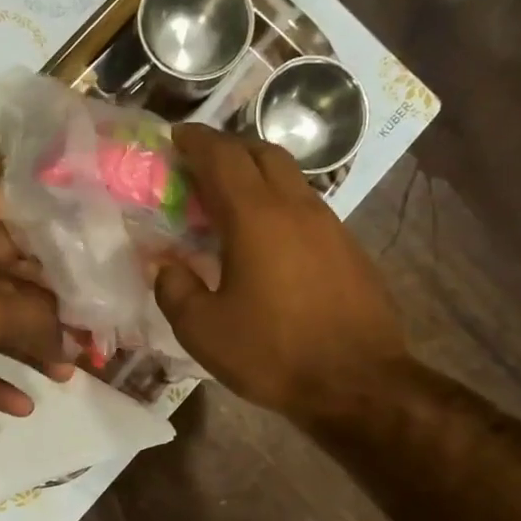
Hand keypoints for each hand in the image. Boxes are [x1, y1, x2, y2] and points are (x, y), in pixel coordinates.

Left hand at [0, 223, 72, 467]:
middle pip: (18, 292)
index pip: (15, 239)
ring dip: (37, 352)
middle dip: (55, 311)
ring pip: (3, 337)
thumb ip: (36, 316)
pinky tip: (26, 406)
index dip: (50, 249)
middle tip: (92, 334)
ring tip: (68, 372)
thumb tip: (68, 341)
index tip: (90, 270)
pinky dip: (4, 388)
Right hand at [153, 123, 406, 423]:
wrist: (357, 383)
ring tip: (231, 201)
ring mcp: (329, 226)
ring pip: (290, 178)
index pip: (222, 158)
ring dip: (258, 175)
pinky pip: (307, 208)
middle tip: (202, 164)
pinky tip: (268, 239)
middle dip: (229, 149)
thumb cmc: (272, 353)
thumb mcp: (203, 330)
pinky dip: (279, 204)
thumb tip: (164, 265)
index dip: (196, 142)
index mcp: (255, 218)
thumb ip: (174, 289)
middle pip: (263, 153)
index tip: (177, 136)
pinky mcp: (348, 249)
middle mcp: (296, 208)